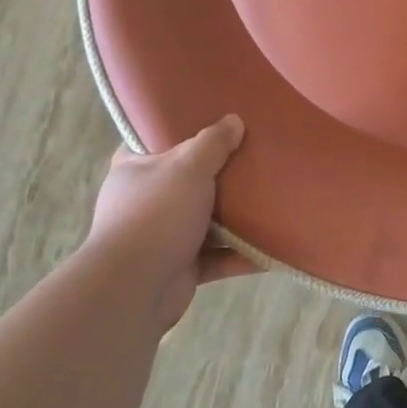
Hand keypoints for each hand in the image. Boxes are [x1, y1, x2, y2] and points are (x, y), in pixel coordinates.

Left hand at [85, 115, 250, 330]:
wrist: (134, 289)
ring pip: (206, 218)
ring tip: (271, 197)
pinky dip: (241, 253)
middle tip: (254, 154)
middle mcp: (146, 200)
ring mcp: (163, 235)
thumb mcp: (188, 167)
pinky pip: (218, 255)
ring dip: (236, 216)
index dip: (181, 128)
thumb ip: (213, 142)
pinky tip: (272, 247)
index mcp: (135, 168)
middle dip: (220, 173)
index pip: (154, 138)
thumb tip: (234, 120)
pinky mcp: (182, 266)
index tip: (214, 118)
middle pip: (189, 179)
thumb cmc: (156, 214)